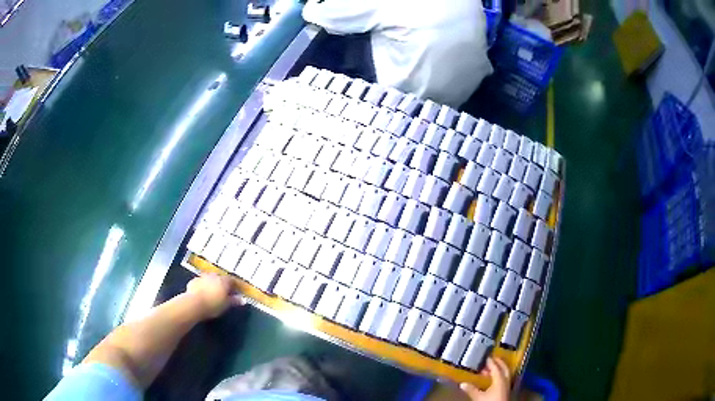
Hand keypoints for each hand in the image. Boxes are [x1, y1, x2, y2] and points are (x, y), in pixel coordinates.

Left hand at [186, 274, 241, 318]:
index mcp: (224, 281)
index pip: (232, 280)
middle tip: (224, 293)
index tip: (236, 291)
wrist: (194, 304)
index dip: (235, 286)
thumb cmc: (212, 305)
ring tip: (212, 293)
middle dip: (222, 284)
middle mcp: (214, 276)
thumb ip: (234, 301)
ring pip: (210, 279)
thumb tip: (243, 299)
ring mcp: (203, 277)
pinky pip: (201, 282)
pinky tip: (202, 293)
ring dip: (212, 284)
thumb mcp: (226, 305)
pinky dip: (203, 286)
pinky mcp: (194, 281)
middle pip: (220, 278)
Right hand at [460, 357, 510, 400]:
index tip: (486, 357)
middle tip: (492, 359)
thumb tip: (462, 384)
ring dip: (498, 370)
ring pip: (504, 374)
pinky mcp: (506, 390)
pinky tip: (493, 380)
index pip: (496, 367)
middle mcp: (506, 380)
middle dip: (498, 363)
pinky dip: (499, 376)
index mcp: (500, 379)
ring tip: (490, 369)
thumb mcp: (478, 396)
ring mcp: (507, 385)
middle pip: (504, 368)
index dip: (491, 362)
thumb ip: (471, 389)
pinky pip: (504, 379)